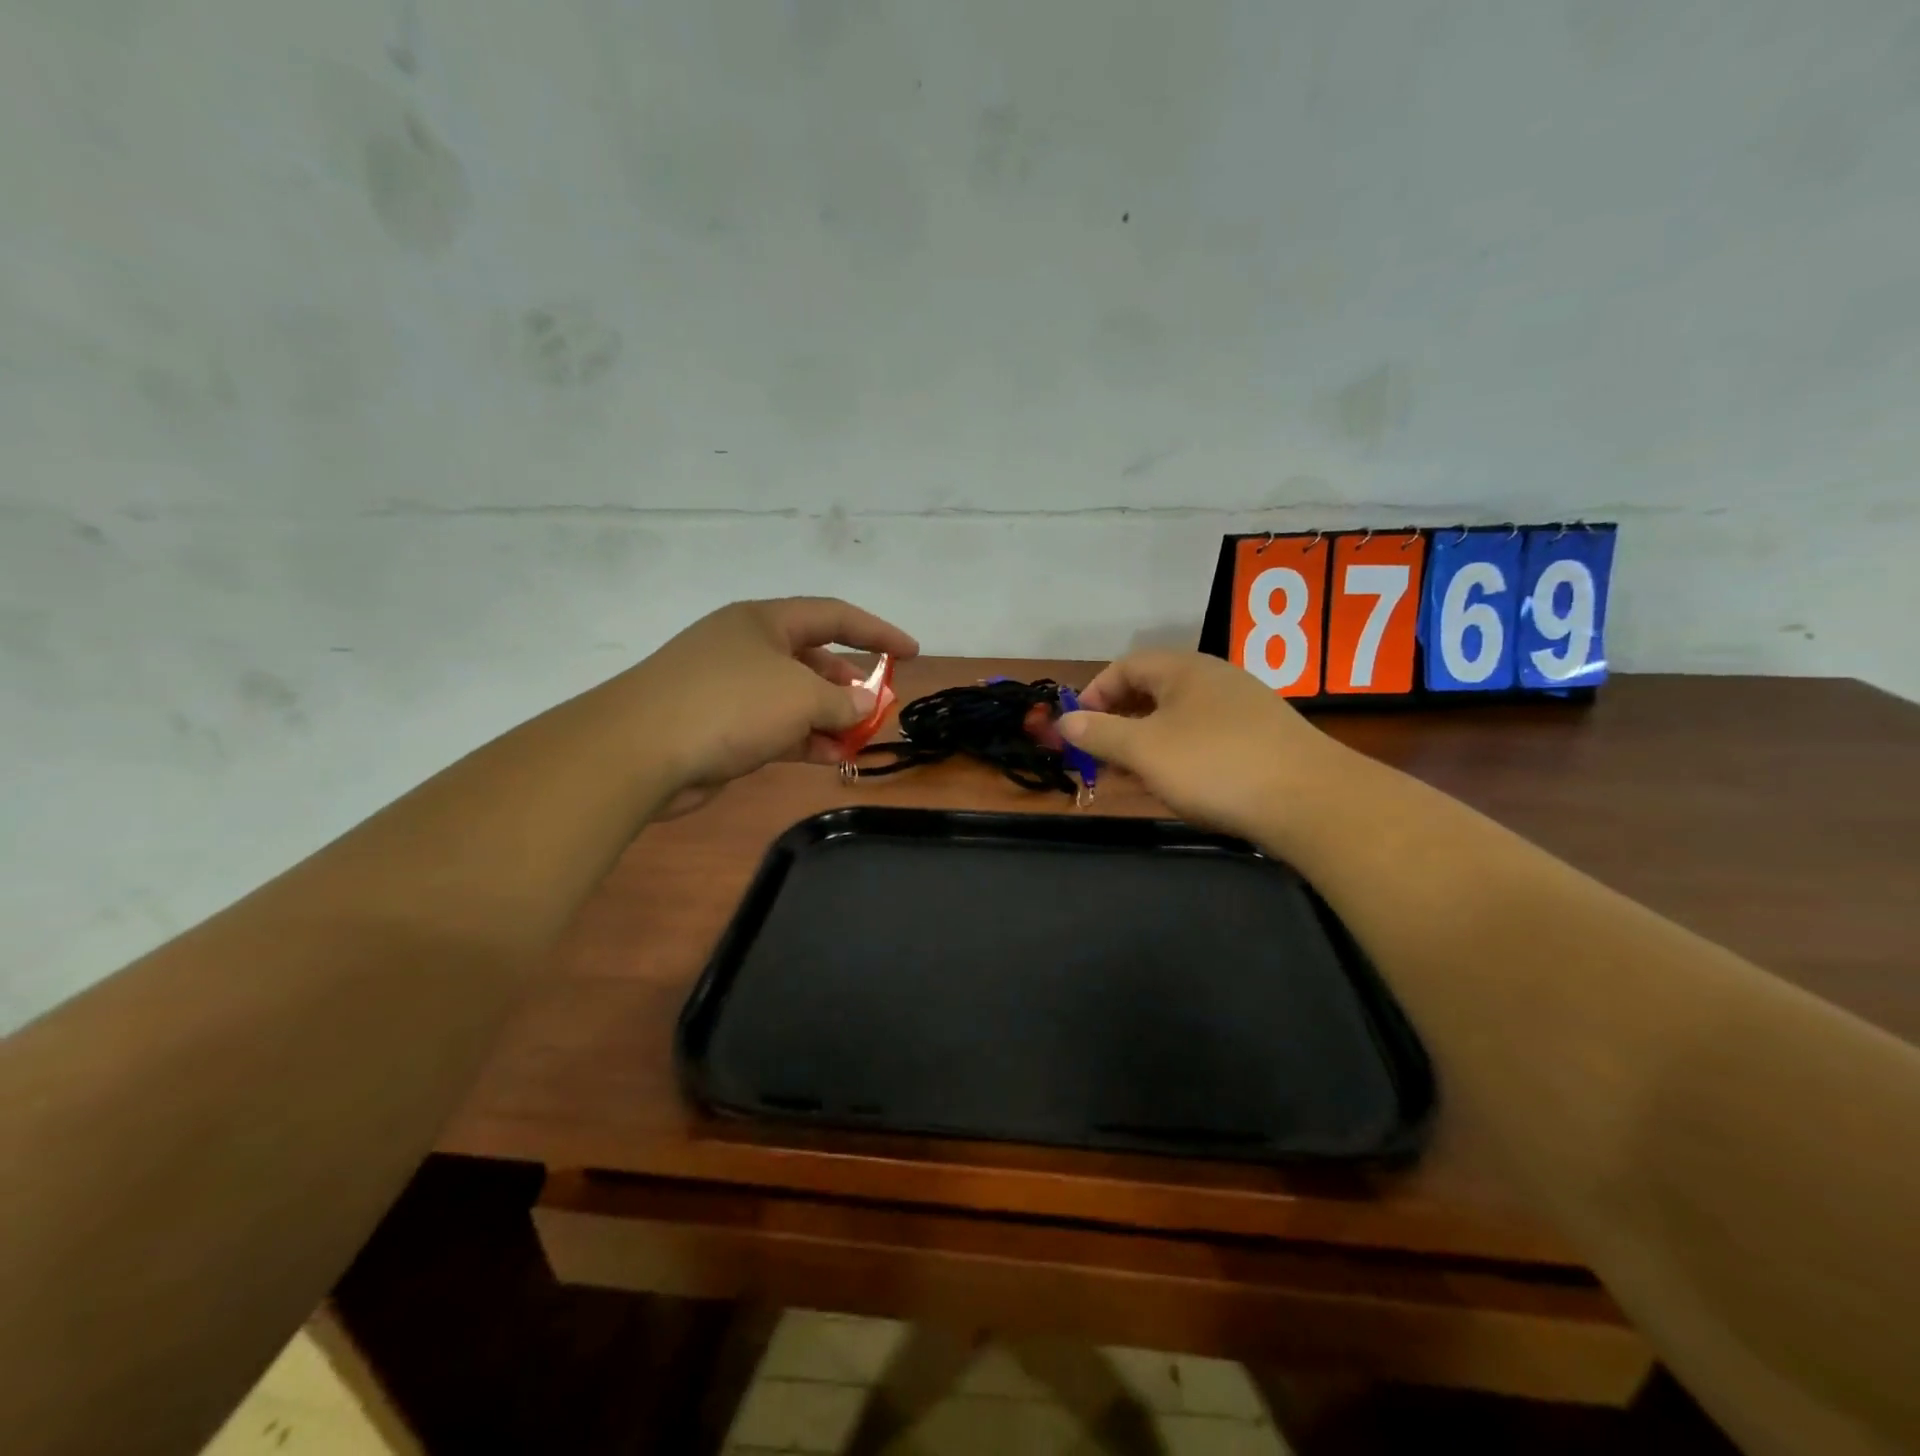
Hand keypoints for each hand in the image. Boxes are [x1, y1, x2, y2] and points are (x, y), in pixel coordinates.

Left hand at [620, 598, 917, 811]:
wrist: (640, 750)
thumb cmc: (730, 704)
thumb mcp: (801, 697)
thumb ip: (843, 700)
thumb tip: (864, 704)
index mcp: (764, 621)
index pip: (833, 616)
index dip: (877, 631)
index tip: (911, 652)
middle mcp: (747, 647)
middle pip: (813, 657)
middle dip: (850, 683)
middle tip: (878, 707)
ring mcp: (730, 687)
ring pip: (794, 696)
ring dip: (829, 717)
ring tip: (859, 739)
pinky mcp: (719, 726)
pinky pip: (774, 727)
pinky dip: (803, 739)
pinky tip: (830, 757)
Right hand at [1059, 651, 1345, 842]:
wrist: (1312, 801)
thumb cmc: (1215, 766)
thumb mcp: (1145, 751)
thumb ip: (1100, 734)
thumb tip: (1063, 722)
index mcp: (1184, 669)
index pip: (1125, 666)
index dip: (1094, 693)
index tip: (1077, 729)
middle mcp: (1214, 678)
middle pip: (1152, 690)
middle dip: (1119, 721)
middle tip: (1100, 756)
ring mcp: (1243, 708)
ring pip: (1179, 717)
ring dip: (1148, 742)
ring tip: (1134, 775)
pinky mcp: (1263, 738)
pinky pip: (1205, 737)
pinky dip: (1180, 754)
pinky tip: (1179, 784)